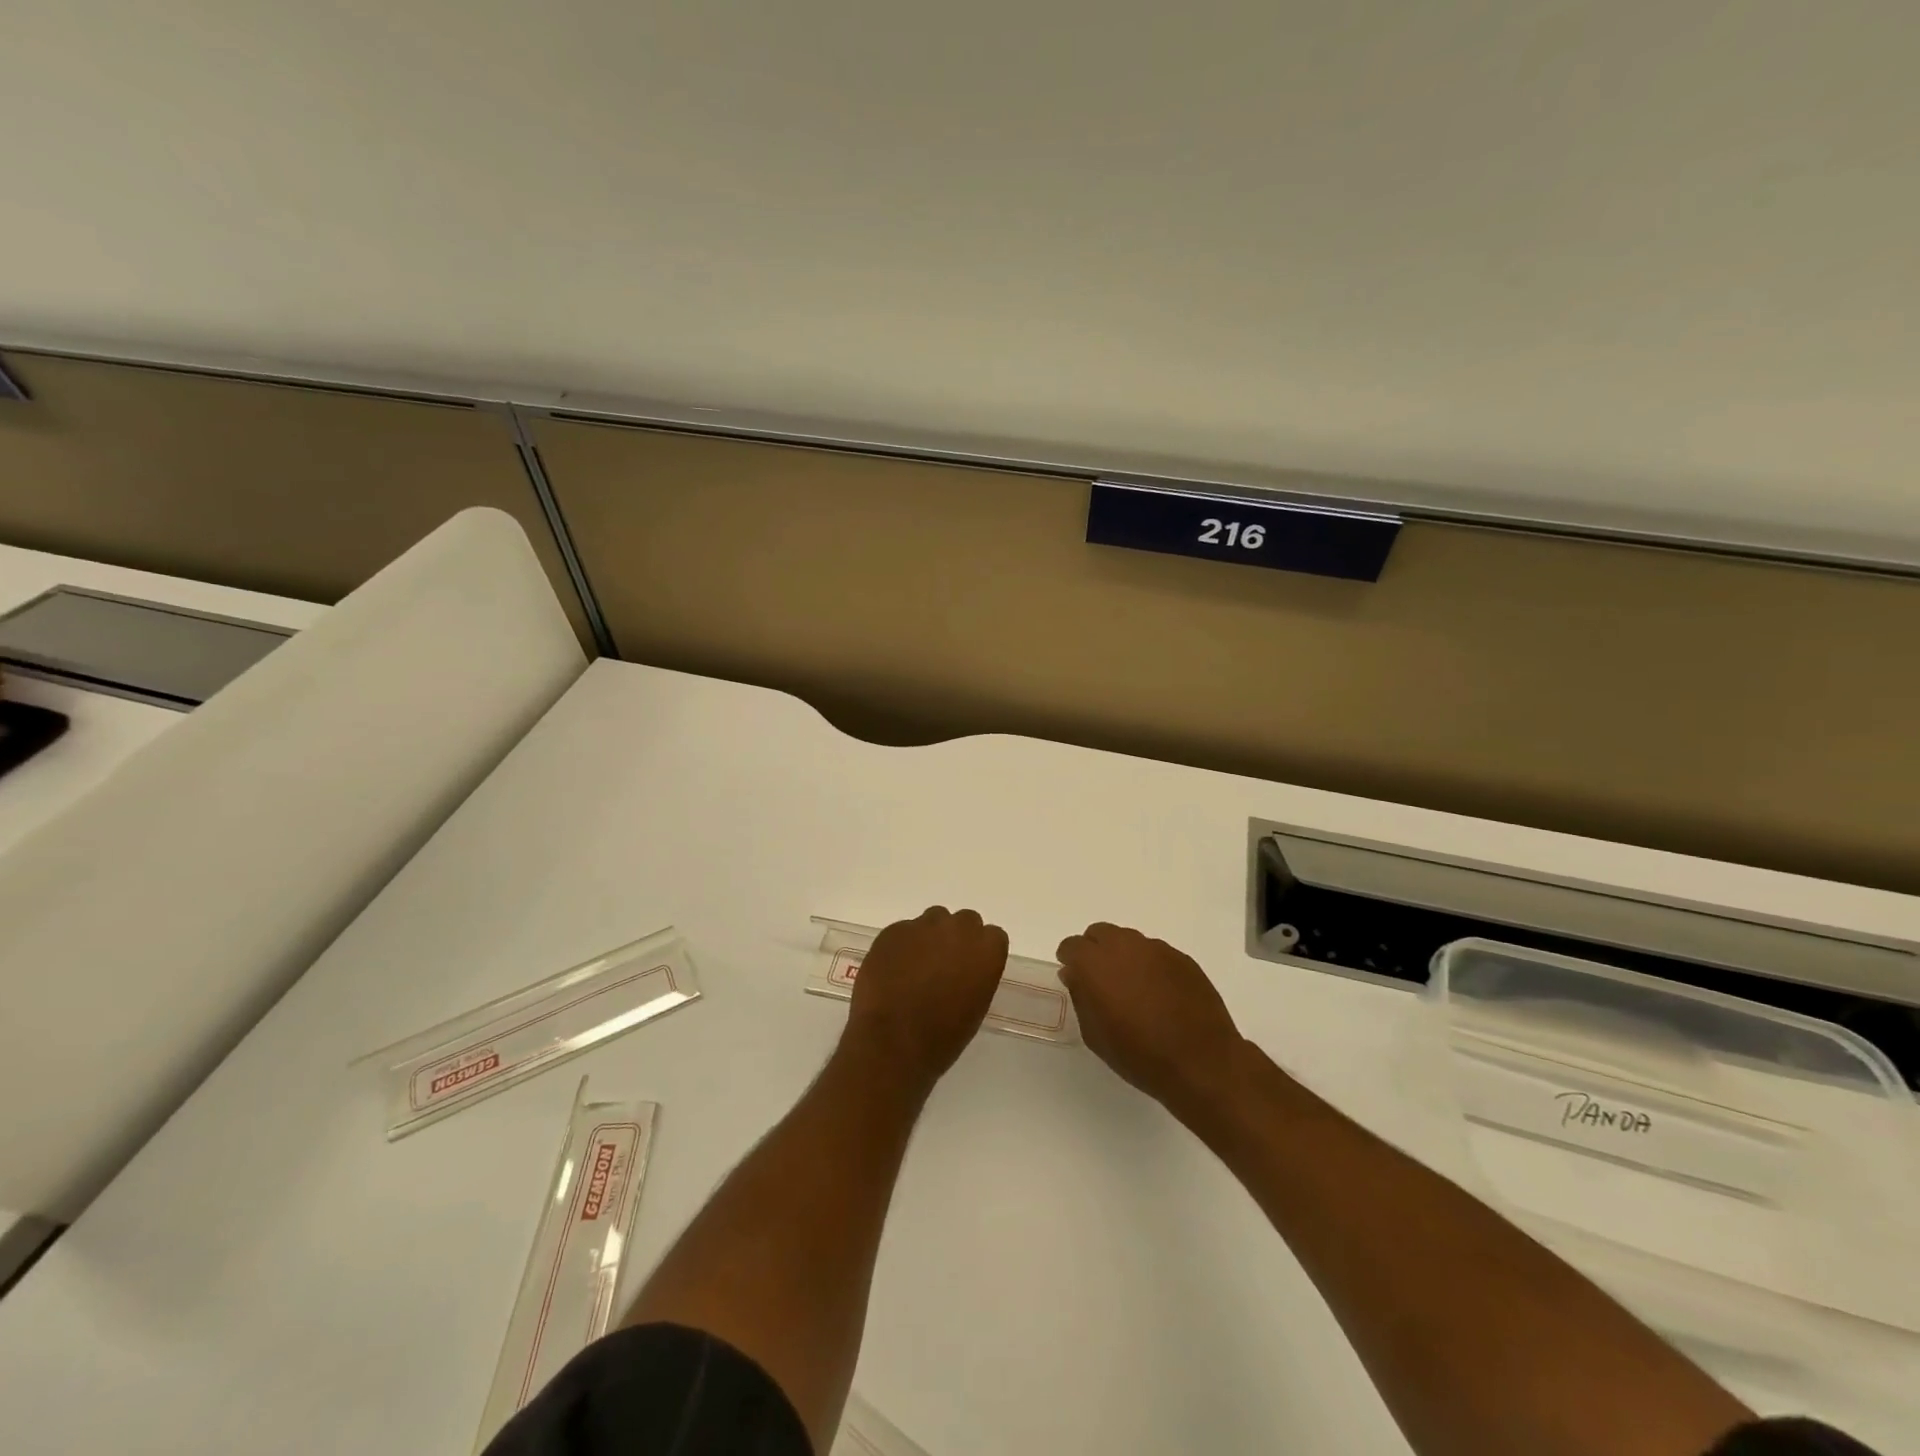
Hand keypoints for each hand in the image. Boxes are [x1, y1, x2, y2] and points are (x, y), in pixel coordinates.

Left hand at [842, 907, 1008, 1093]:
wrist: (893, 1041)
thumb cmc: (942, 1037)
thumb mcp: (975, 1007)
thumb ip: (975, 976)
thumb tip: (962, 970)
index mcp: (987, 950)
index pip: (993, 936)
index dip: (980, 952)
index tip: (971, 969)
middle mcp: (958, 929)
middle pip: (964, 921)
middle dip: (956, 938)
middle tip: (944, 966)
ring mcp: (923, 926)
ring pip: (933, 921)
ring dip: (929, 938)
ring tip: (915, 968)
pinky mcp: (894, 930)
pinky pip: (904, 931)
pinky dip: (902, 947)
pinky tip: (892, 972)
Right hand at [1056, 923, 1243, 1108]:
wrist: (1201, 1062)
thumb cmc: (1139, 1055)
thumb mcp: (1095, 1035)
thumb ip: (1081, 997)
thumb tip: (1076, 975)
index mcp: (1095, 963)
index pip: (1072, 946)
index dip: (1070, 960)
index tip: (1074, 978)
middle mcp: (1124, 946)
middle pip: (1100, 933)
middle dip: (1095, 950)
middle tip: (1101, 980)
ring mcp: (1156, 949)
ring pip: (1129, 940)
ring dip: (1123, 956)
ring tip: (1132, 988)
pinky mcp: (1182, 958)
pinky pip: (1155, 953)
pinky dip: (1149, 966)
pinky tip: (1159, 993)